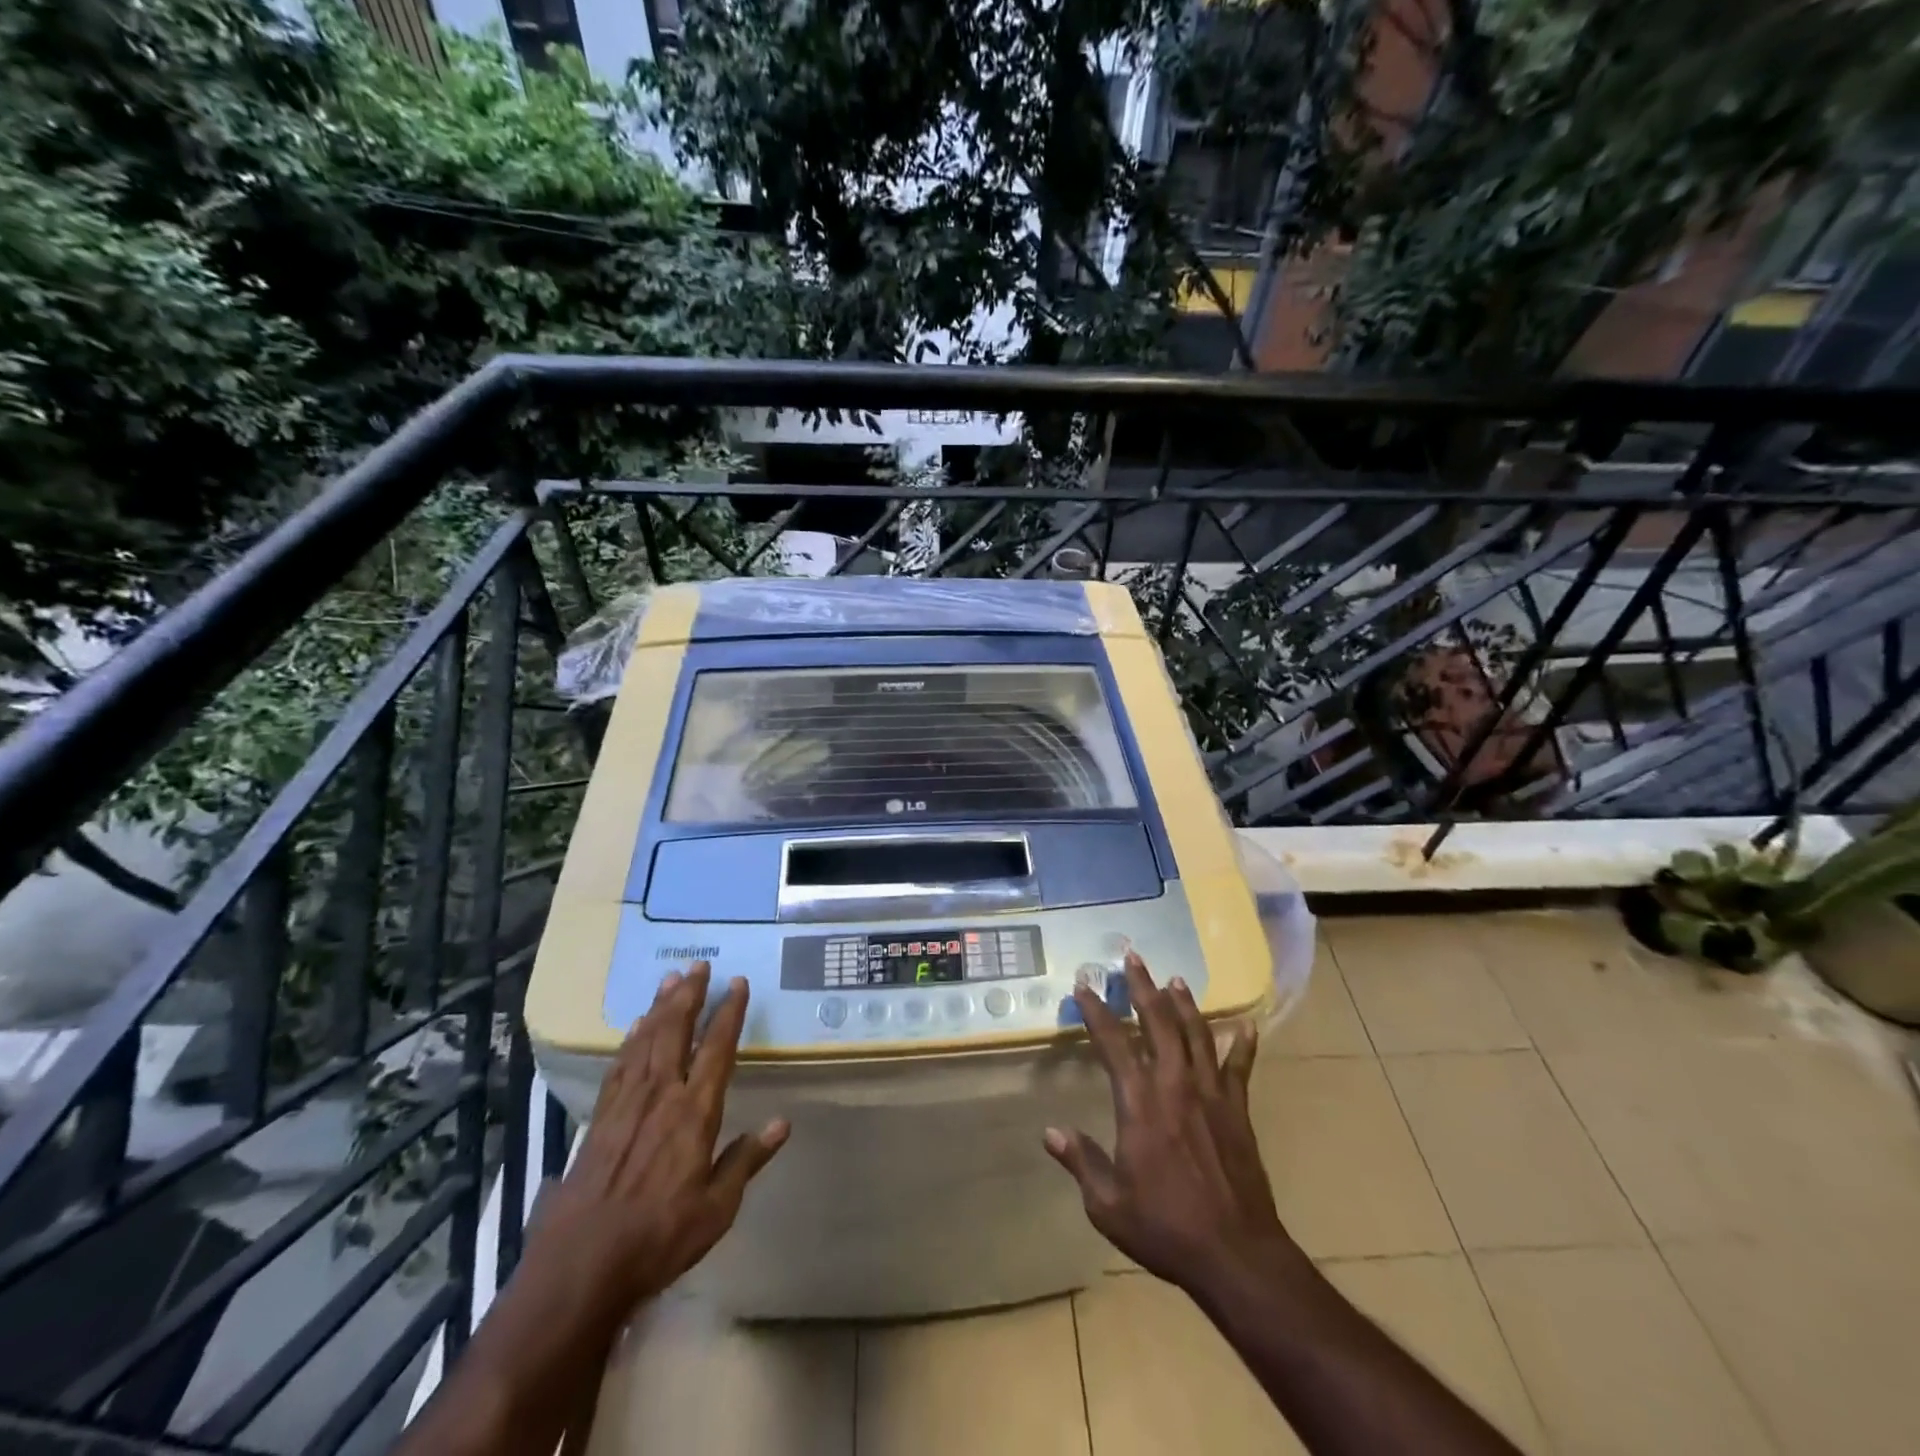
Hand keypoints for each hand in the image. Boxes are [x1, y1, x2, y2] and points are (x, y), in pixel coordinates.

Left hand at [529, 962, 788, 1315]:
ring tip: (670, 979)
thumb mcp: (716, 1209)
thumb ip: (746, 1161)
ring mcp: (626, 1104)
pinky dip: (631, 1039)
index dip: (728, 1013)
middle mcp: (661, 1096)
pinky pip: (620, 1065)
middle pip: (676, 1032)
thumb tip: (782, 1123)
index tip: (737, 983)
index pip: (717, 1049)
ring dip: (660, 1007)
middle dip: (689, 995)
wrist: (580, 1268)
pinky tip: (636, 1027)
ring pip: (646, 1041)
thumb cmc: (659, 1239)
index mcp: (694, 1113)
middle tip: (698, 964)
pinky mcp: (600, 1118)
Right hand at [1044, 952, 1298, 1298]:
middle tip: (1133, 957)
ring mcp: (1211, 1094)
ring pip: (1196, 1034)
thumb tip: (1050, 1132)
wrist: (1235, 1254)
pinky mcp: (1238, 1110)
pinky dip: (1243, 1045)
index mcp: (1139, 1103)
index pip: (1113, 1043)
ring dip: (1184, 1004)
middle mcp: (1174, 1085)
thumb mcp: (1108, 1204)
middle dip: (1143, 987)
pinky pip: (1241, 1068)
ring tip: (1175, 979)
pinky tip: (1247, 1026)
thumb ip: (1081, 1161)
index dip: (1096, 1011)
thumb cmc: (1165, 1227)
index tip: (1084, 985)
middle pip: (1158, 1023)